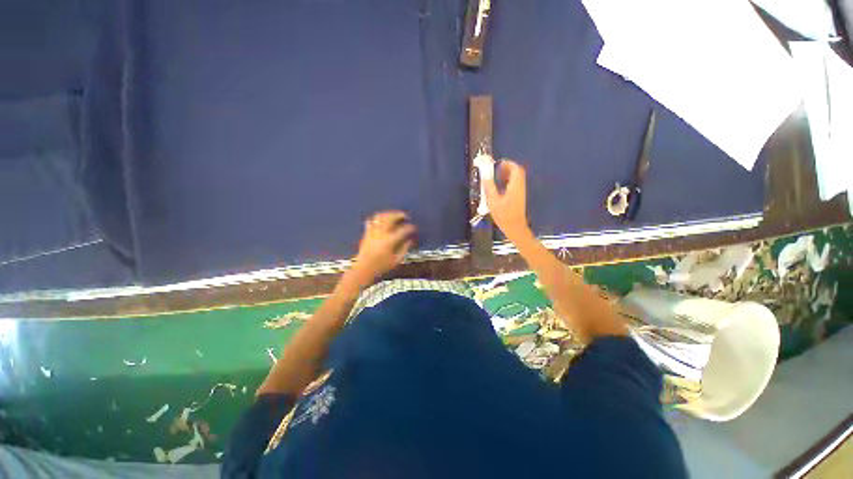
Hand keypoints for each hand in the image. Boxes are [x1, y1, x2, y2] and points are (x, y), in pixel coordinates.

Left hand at [349, 210, 415, 285]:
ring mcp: (372, 232)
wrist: (363, 269)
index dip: (410, 227)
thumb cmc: (381, 267)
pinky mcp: (367, 233)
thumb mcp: (396, 260)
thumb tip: (409, 241)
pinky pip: (371, 221)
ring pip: (380, 217)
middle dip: (398, 214)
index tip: (414, 227)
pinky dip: (377, 218)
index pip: (403, 230)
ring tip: (394, 215)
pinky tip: (381, 219)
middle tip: (405, 215)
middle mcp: (380, 233)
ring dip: (388, 214)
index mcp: (389, 240)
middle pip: (390, 218)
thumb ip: (404, 249)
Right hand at [483, 160, 530, 239]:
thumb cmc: (504, 215)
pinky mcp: (519, 197)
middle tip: (497, 168)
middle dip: (508, 168)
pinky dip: (509, 181)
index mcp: (515, 186)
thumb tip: (485, 177)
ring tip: (497, 176)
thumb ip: (489, 187)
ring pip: (517, 178)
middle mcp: (520, 187)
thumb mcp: (493, 201)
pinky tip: (501, 186)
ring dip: (508, 174)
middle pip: (518, 172)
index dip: (508, 163)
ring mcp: (521, 192)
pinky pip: (516, 184)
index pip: (515, 169)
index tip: (498, 162)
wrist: (515, 227)